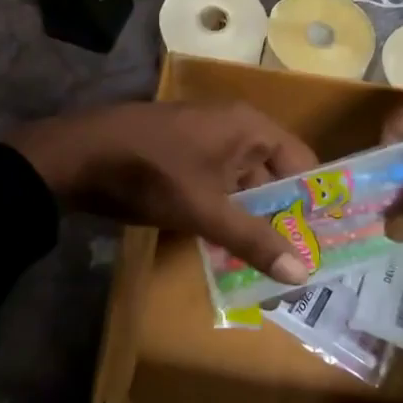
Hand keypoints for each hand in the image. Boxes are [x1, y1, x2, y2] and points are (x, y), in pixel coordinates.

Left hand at [6, 101, 318, 283]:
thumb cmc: (151, 173)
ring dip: (251, 220)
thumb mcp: (205, 209)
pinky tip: (226, 247)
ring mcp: (204, 141)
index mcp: (249, 127)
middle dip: (282, 217)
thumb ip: (253, 240)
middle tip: (298, 261)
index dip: (314, 200)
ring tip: (267, 263)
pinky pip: (216, 187)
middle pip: (273, 175)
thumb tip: (302, 275)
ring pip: (242, 186)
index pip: (302, 162)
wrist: (76, 156)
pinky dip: (223, 214)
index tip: (326, 240)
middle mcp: (233, 128)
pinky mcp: (181, 157)